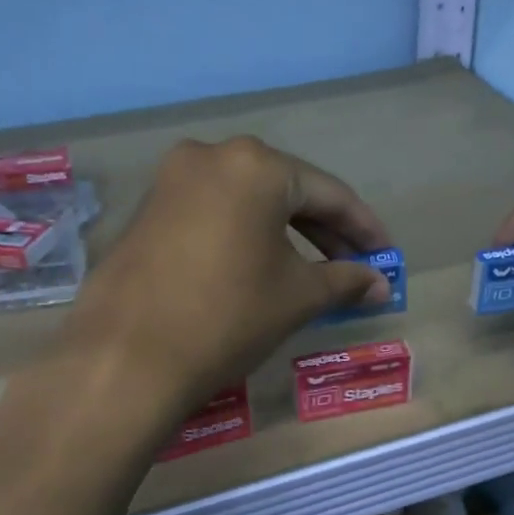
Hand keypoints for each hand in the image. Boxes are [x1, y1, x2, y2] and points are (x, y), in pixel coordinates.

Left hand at [63, 137, 393, 413]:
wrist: (127, 357)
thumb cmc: (228, 316)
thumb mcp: (297, 296)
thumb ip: (345, 281)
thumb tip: (382, 286)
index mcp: (255, 165)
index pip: (328, 193)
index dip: (364, 228)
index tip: (386, 256)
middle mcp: (211, 156)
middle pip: (286, 191)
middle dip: (325, 231)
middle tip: (354, 267)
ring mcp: (172, 181)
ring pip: (247, 203)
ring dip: (285, 235)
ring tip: (313, 273)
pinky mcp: (148, 211)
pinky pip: (214, 215)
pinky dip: (245, 237)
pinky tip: (261, 268)